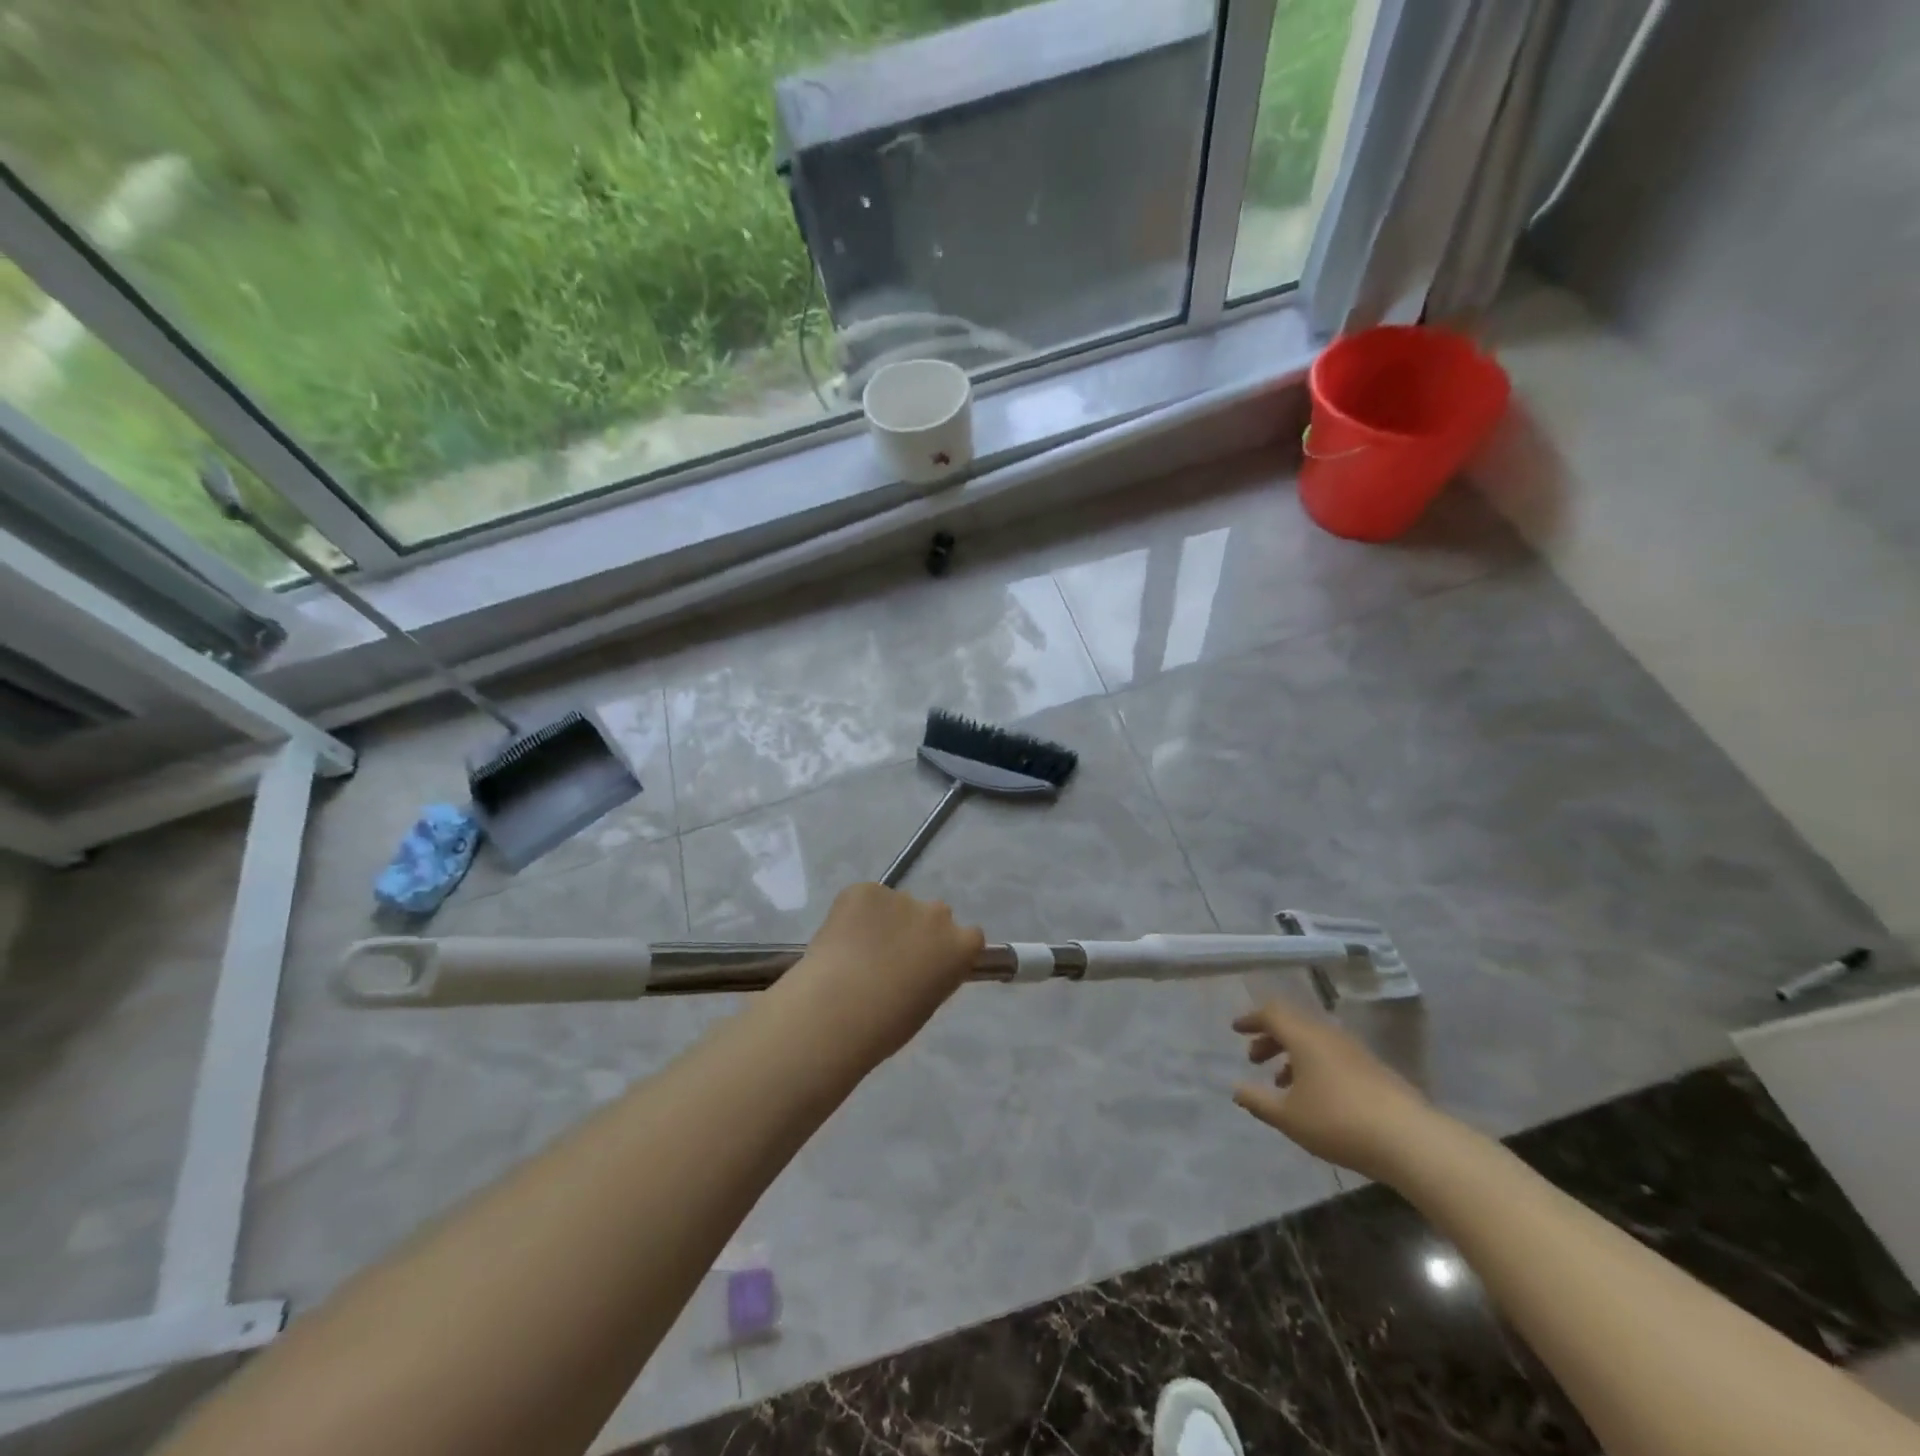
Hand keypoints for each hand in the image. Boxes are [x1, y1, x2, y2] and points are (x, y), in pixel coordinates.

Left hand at [786, 883, 985, 1065]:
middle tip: (889, 956)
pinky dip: (854, 914)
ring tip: (856, 951)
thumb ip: (932, 975)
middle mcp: (937, 914)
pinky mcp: (864, 890)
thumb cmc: (886, 1025)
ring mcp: (900, 897)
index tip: (929, 962)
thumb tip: (917, 967)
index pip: (969, 936)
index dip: (947, 947)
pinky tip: (839, 940)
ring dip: (884, 920)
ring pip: (896, 905)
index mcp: (960, 946)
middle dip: (917, 929)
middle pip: (933, 915)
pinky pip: (864, 898)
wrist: (837, 1011)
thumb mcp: (926, 1004)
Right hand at [1232, 999, 1435, 1182]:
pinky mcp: (1375, 1070)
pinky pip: (1334, 1056)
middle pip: (1294, 1024)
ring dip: (1293, 1055)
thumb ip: (1258, 1101)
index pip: (1272, 1012)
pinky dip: (1316, 1066)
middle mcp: (1329, 1035)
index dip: (1251, 1019)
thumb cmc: (1338, 1122)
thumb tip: (1237, 1089)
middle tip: (1254, 1059)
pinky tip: (1317, 1097)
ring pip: (1315, 1041)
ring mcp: (1356, 1051)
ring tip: (1283, 1084)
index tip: (1236, 1030)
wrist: (1410, 1141)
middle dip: (1270, 1038)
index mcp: (1304, 1037)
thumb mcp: (1288, 1117)